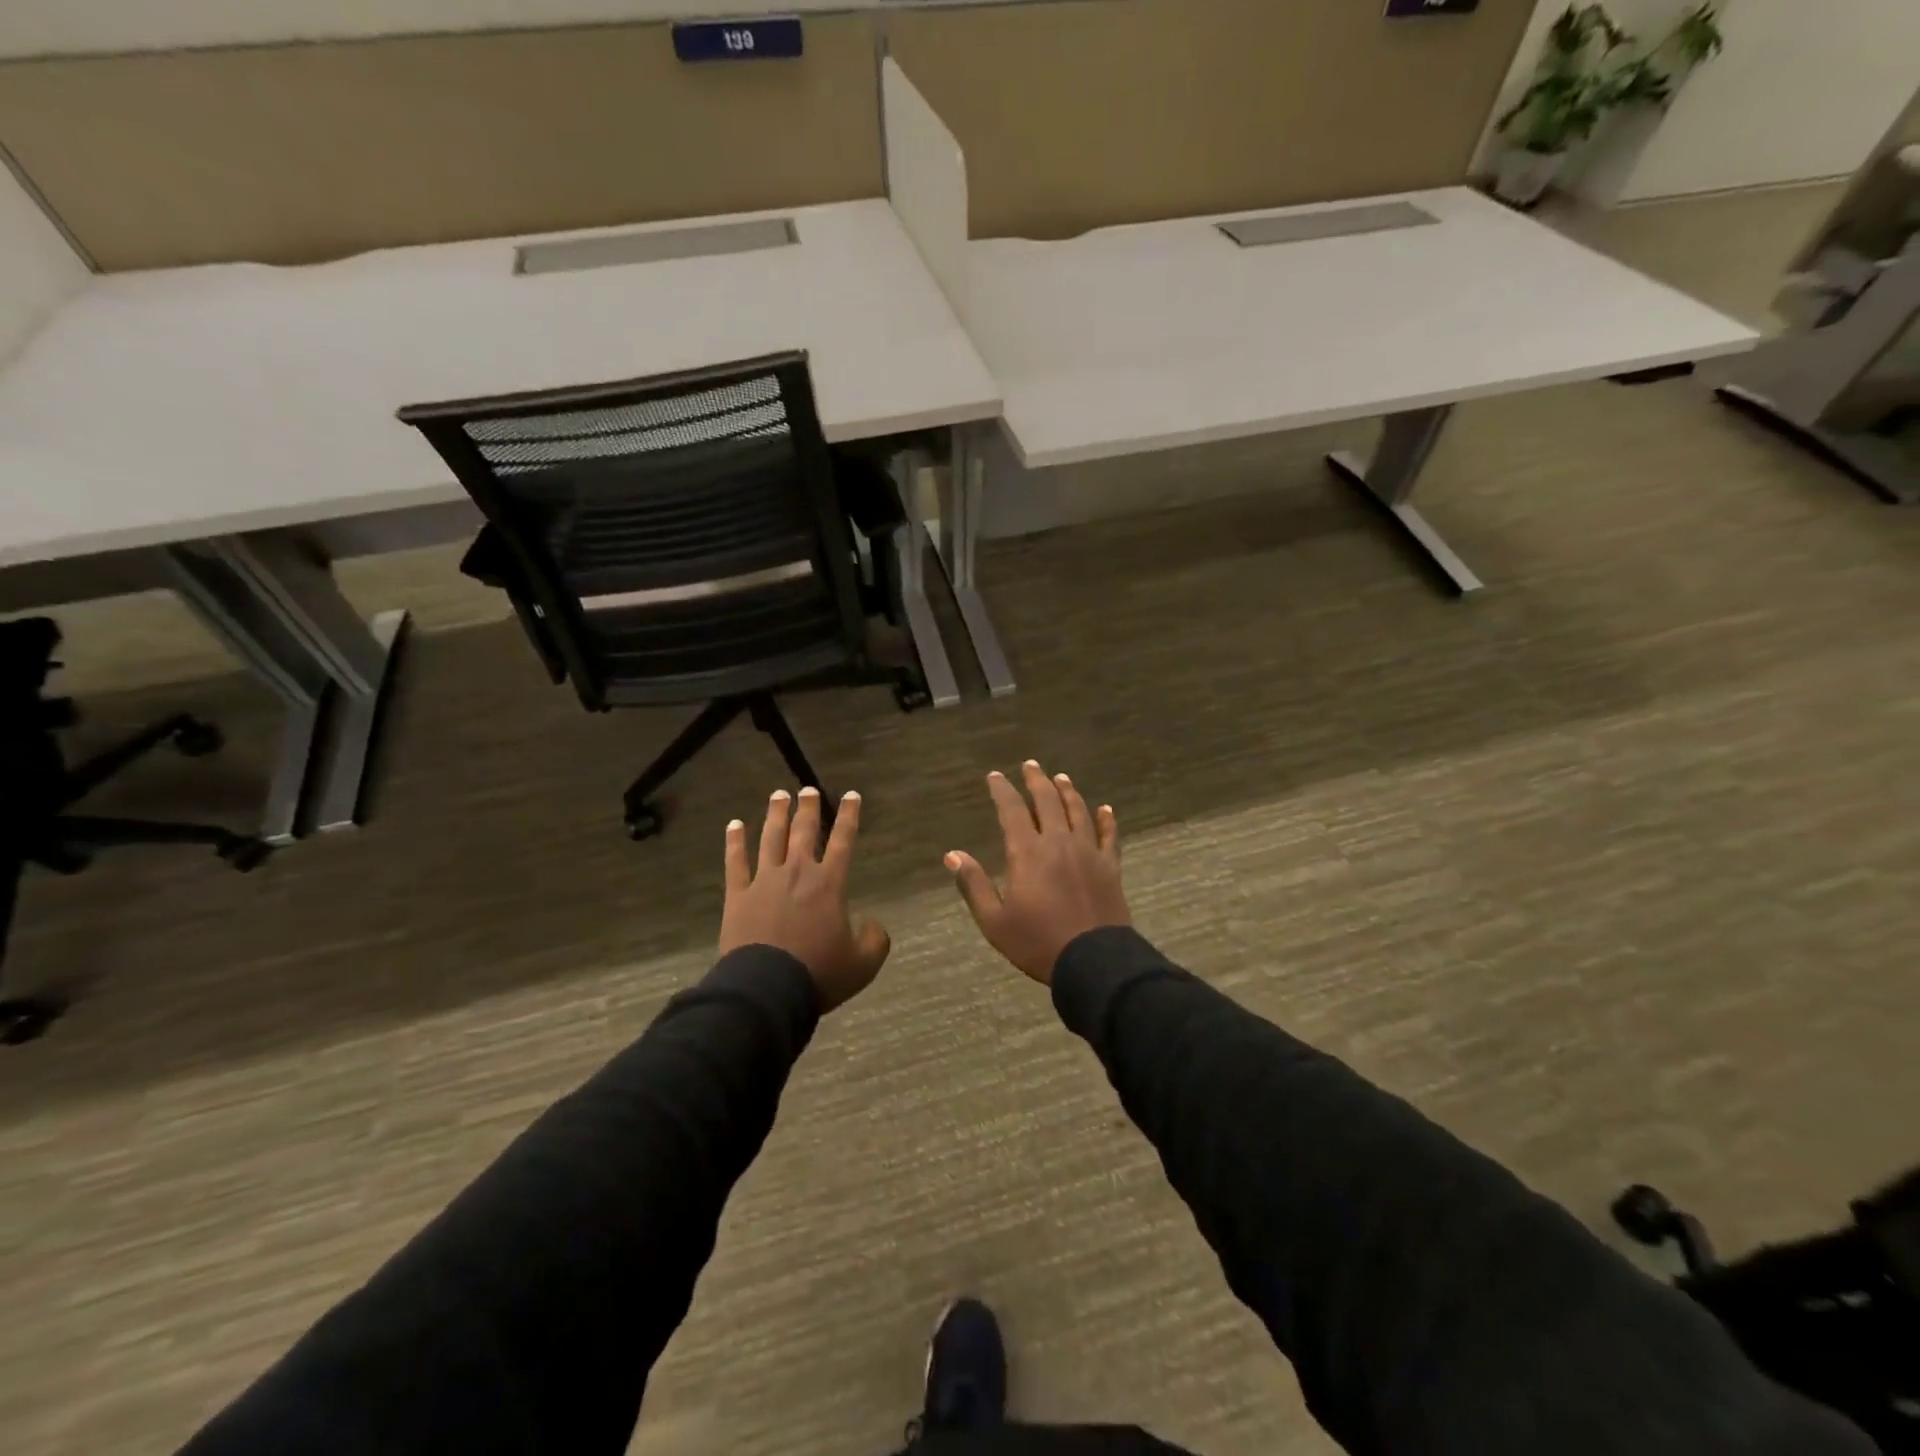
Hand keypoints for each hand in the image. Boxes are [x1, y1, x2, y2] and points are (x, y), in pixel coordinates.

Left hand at [720, 787, 890, 1012]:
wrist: (767, 989)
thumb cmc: (819, 973)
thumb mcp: (863, 963)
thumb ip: (875, 938)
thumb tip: (871, 924)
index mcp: (829, 883)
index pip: (843, 840)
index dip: (848, 815)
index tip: (851, 795)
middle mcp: (797, 872)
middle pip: (803, 831)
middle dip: (808, 808)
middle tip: (808, 790)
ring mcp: (764, 881)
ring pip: (770, 838)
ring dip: (775, 815)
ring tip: (778, 795)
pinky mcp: (738, 896)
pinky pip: (735, 862)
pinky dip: (735, 842)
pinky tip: (734, 825)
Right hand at [945, 761, 1128, 984]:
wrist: (1094, 961)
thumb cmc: (1038, 942)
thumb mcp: (995, 921)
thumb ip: (974, 884)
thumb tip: (952, 855)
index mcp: (1027, 852)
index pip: (1012, 811)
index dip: (1002, 790)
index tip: (995, 776)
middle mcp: (1059, 842)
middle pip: (1048, 802)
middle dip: (1037, 781)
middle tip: (1031, 765)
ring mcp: (1088, 852)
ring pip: (1078, 811)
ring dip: (1068, 792)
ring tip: (1061, 778)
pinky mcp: (1110, 867)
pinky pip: (1109, 836)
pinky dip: (1107, 820)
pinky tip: (1106, 809)